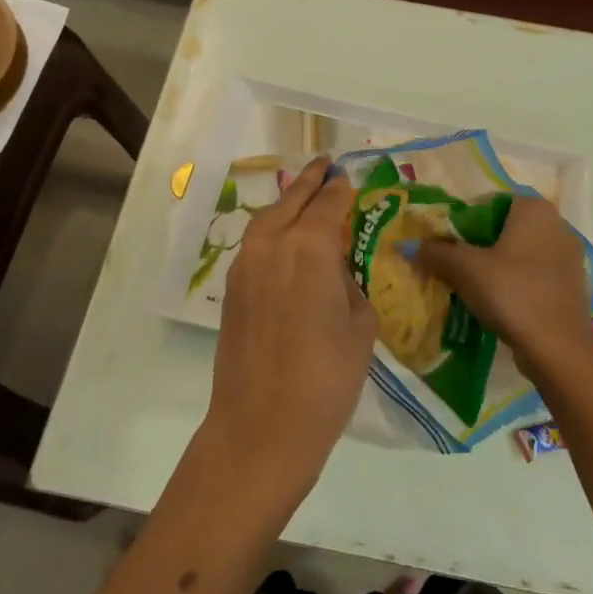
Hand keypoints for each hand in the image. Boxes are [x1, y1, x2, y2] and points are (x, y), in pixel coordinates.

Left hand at [202, 157, 378, 498]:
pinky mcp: (232, 287)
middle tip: (326, 166)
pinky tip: (286, 238)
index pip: (329, 201)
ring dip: (289, 201)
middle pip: (294, 198)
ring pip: (270, 216)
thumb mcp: (360, 324)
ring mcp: (246, 263)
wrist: (262, 427)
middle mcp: (273, 242)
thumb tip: (334, 270)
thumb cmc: (326, 377)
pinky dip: (273, 228)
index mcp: (309, 244)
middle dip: (312, 180)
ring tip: (305, 194)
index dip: (342, 188)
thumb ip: (348, 282)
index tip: (351, 178)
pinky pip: (257, 241)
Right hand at [413, 195, 592, 384]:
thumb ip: (436, 252)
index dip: (463, 221)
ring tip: (473, 286)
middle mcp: (557, 224)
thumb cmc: (512, 293)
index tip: (446, 244)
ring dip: (498, 265)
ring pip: (521, 252)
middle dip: (479, 244)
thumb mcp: (466, 269)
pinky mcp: (573, 285)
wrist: (558, 349)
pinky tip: (500, 302)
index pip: (489, 202)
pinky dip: (517, 282)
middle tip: (455, 265)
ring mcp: (569, 256)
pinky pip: (536, 274)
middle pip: (505, 227)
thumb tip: (407, 245)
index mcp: (534, 209)